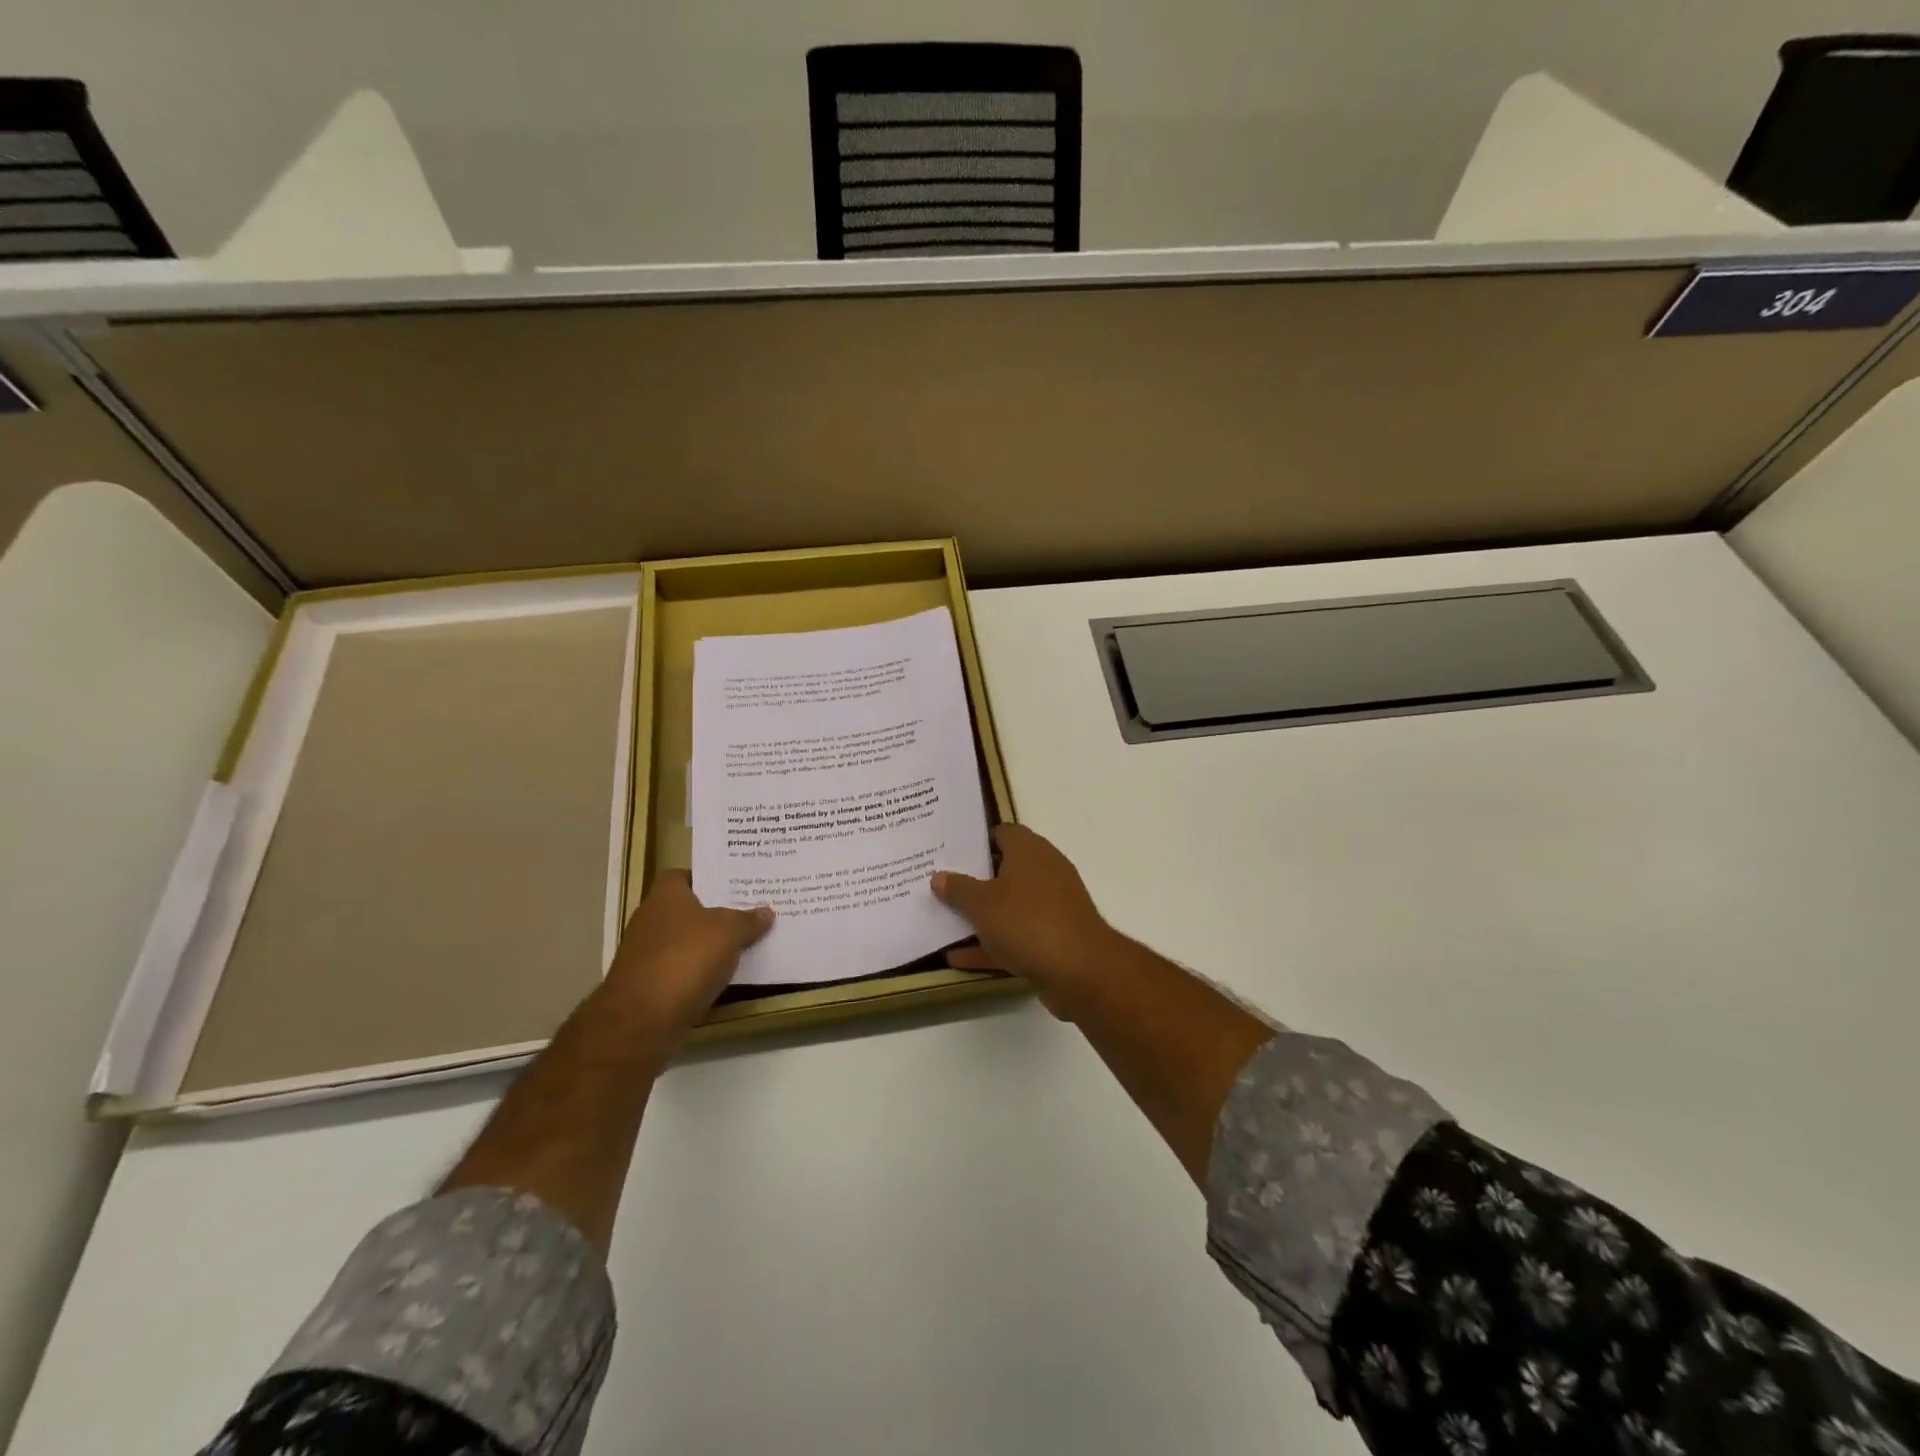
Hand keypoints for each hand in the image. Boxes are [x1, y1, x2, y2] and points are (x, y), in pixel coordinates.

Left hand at [602, 871, 772, 1041]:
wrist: (641, 1021)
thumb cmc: (685, 960)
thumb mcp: (729, 933)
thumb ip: (748, 920)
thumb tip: (765, 912)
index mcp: (665, 897)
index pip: (683, 875)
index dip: (708, 878)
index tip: (735, 885)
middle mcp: (651, 921)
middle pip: (687, 910)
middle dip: (716, 913)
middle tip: (751, 912)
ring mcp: (647, 956)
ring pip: (686, 942)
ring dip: (710, 946)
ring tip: (746, 944)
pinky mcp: (649, 987)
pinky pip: (683, 971)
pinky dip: (701, 973)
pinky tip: (726, 977)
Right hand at [931, 823, 1119, 1013]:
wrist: (1080, 970)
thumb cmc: (1027, 922)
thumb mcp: (982, 904)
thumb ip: (958, 889)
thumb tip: (939, 876)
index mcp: (1029, 851)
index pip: (1002, 833)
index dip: (975, 841)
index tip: (948, 852)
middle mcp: (1044, 872)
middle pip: (1003, 870)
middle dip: (973, 880)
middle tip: (939, 885)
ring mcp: (1051, 907)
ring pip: (1009, 906)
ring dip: (981, 916)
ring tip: (942, 920)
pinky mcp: (1053, 939)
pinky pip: (1015, 937)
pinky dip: (991, 945)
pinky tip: (957, 958)